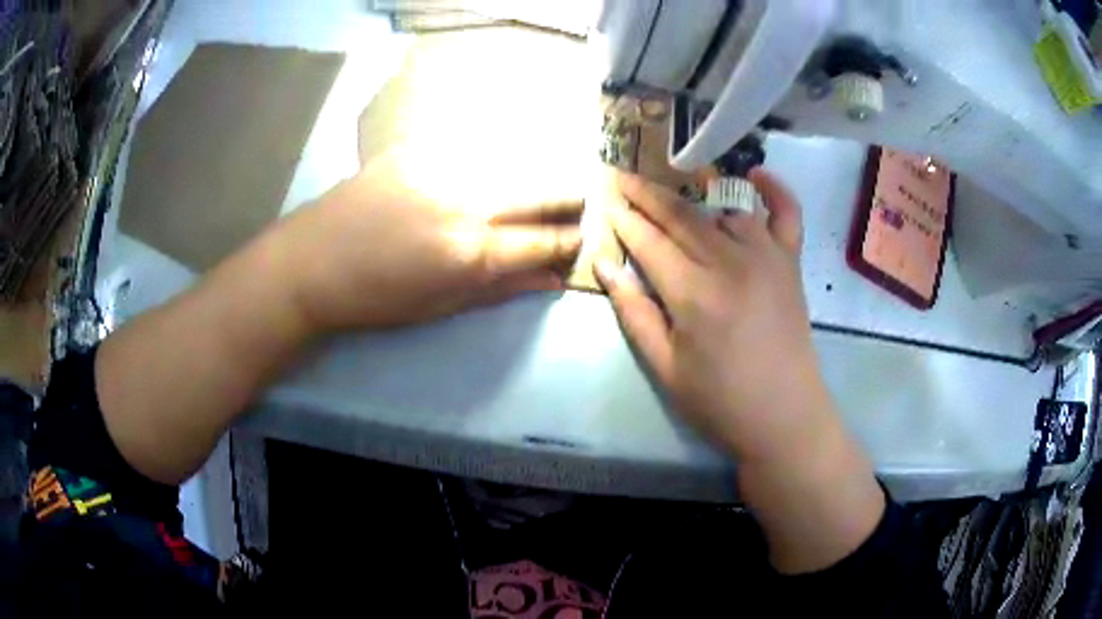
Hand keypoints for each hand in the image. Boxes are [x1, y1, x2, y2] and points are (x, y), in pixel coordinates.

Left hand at [273, 145, 583, 332]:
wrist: (311, 263)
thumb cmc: (375, 299)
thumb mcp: (442, 306)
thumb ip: (503, 289)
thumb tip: (554, 279)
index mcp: (473, 253)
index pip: (547, 240)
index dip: (573, 239)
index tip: (586, 235)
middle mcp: (467, 203)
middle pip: (542, 191)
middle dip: (571, 196)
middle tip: (584, 199)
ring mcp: (442, 168)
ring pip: (512, 162)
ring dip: (534, 174)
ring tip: (540, 182)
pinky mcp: (416, 149)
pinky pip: (470, 148)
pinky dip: (490, 159)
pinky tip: (490, 165)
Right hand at [597, 170, 884, 573]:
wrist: (785, 417)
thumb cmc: (719, 402)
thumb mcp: (664, 367)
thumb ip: (634, 311)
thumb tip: (605, 265)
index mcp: (693, 293)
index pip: (649, 240)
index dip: (623, 218)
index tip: (605, 198)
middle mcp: (730, 262)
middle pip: (681, 215)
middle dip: (646, 193)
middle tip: (622, 177)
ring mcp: (767, 257)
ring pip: (723, 210)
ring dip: (694, 201)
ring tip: (672, 202)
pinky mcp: (791, 263)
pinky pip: (787, 214)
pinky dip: (775, 189)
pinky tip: (755, 174)